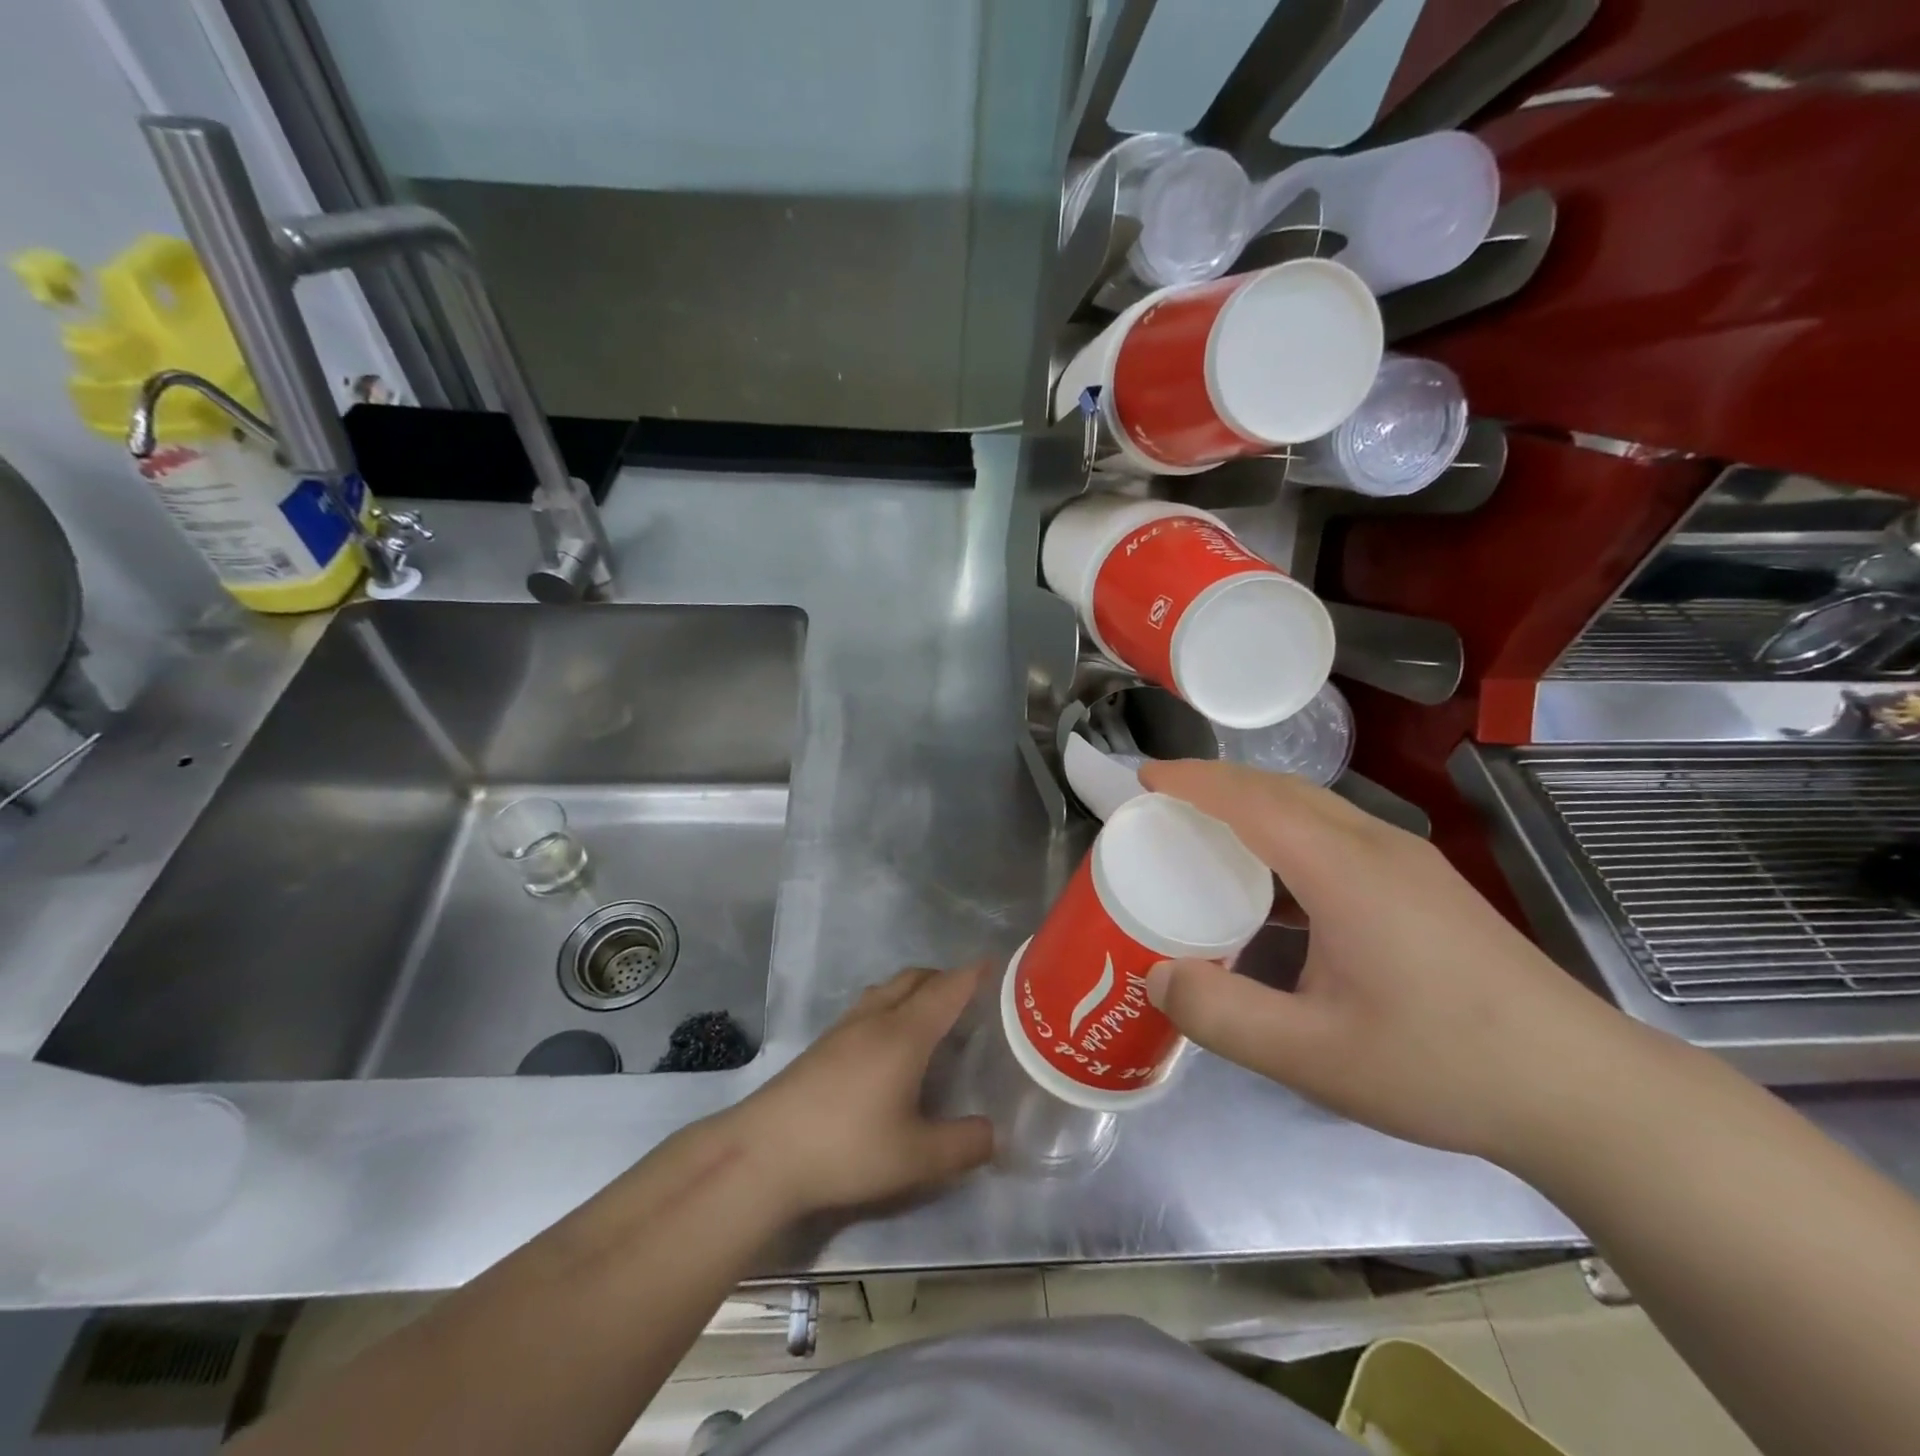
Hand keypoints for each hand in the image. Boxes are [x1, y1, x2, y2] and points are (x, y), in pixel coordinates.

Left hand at [724, 966, 992, 1216]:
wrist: (764, 1152)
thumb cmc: (847, 1147)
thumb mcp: (916, 1158)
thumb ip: (963, 1145)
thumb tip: (994, 1133)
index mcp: (905, 1033)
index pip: (947, 988)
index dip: (974, 974)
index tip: (997, 966)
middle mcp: (876, 1018)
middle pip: (916, 978)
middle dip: (945, 978)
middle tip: (970, 998)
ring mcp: (844, 1027)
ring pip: (888, 989)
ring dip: (915, 989)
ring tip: (931, 1017)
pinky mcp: (822, 1044)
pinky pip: (868, 1006)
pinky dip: (891, 1006)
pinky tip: (888, 1044)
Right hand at [1139, 760, 1638, 1163]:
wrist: (1584, 1090)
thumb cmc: (1443, 1065)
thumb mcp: (1315, 1056)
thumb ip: (1223, 1015)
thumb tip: (1156, 977)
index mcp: (1344, 871)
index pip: (1252, 800)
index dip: (1194, 781)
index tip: (1144, 777)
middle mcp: (1376, 846)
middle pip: (1282, 789)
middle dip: (1216, 782)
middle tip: (1163, 799)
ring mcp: (1409, 861)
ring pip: (1314, 807)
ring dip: (1253, 803)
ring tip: (1207, 829)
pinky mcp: (1426, 884)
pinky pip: (1337, 832)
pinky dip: (1286, 831)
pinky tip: (1276, 882)